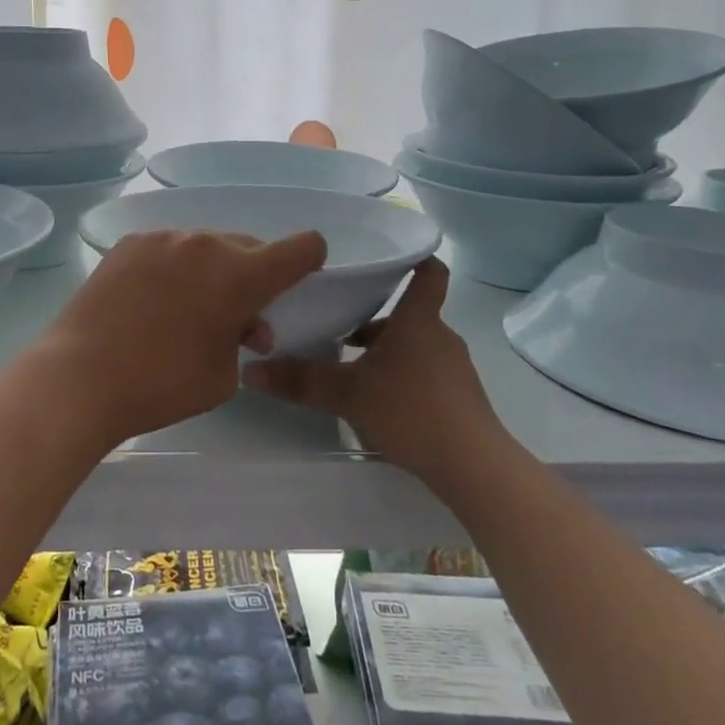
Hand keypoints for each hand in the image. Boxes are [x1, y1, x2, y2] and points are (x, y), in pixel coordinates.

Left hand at [37, 228, 327, 450]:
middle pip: (249, 247)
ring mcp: (164, 237)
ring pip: (207, 246)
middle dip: (253, 277)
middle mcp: (206, 243)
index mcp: (240, 274)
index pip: (300, 248)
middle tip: (238, 318)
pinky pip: (170, 248)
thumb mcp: (223, 375)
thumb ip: (243, 339)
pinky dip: (175, 268)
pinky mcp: (129, 243)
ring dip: (212, 271)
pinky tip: (153, 300)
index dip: (310, 259)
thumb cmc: (162, 384)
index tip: (301, 278)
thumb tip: (242, 323)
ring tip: (189, 309)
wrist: (80, 376)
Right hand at [243, 258, 497, 481]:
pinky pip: (425, 373)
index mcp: (418, 320)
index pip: (428, 272)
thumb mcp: (348, 394)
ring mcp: (453, 368)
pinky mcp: (459, 398)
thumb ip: (300, 381)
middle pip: (407, 314)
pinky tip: (377, 402)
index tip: (388, 257)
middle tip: (336, 326)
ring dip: (384, 352)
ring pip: (413, 346)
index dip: (414, 258)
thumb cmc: (411, 411)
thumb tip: (250, 370)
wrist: (473, 466)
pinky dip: (401, 377)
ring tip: (349, 369)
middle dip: (373, 320)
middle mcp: (439, 335)